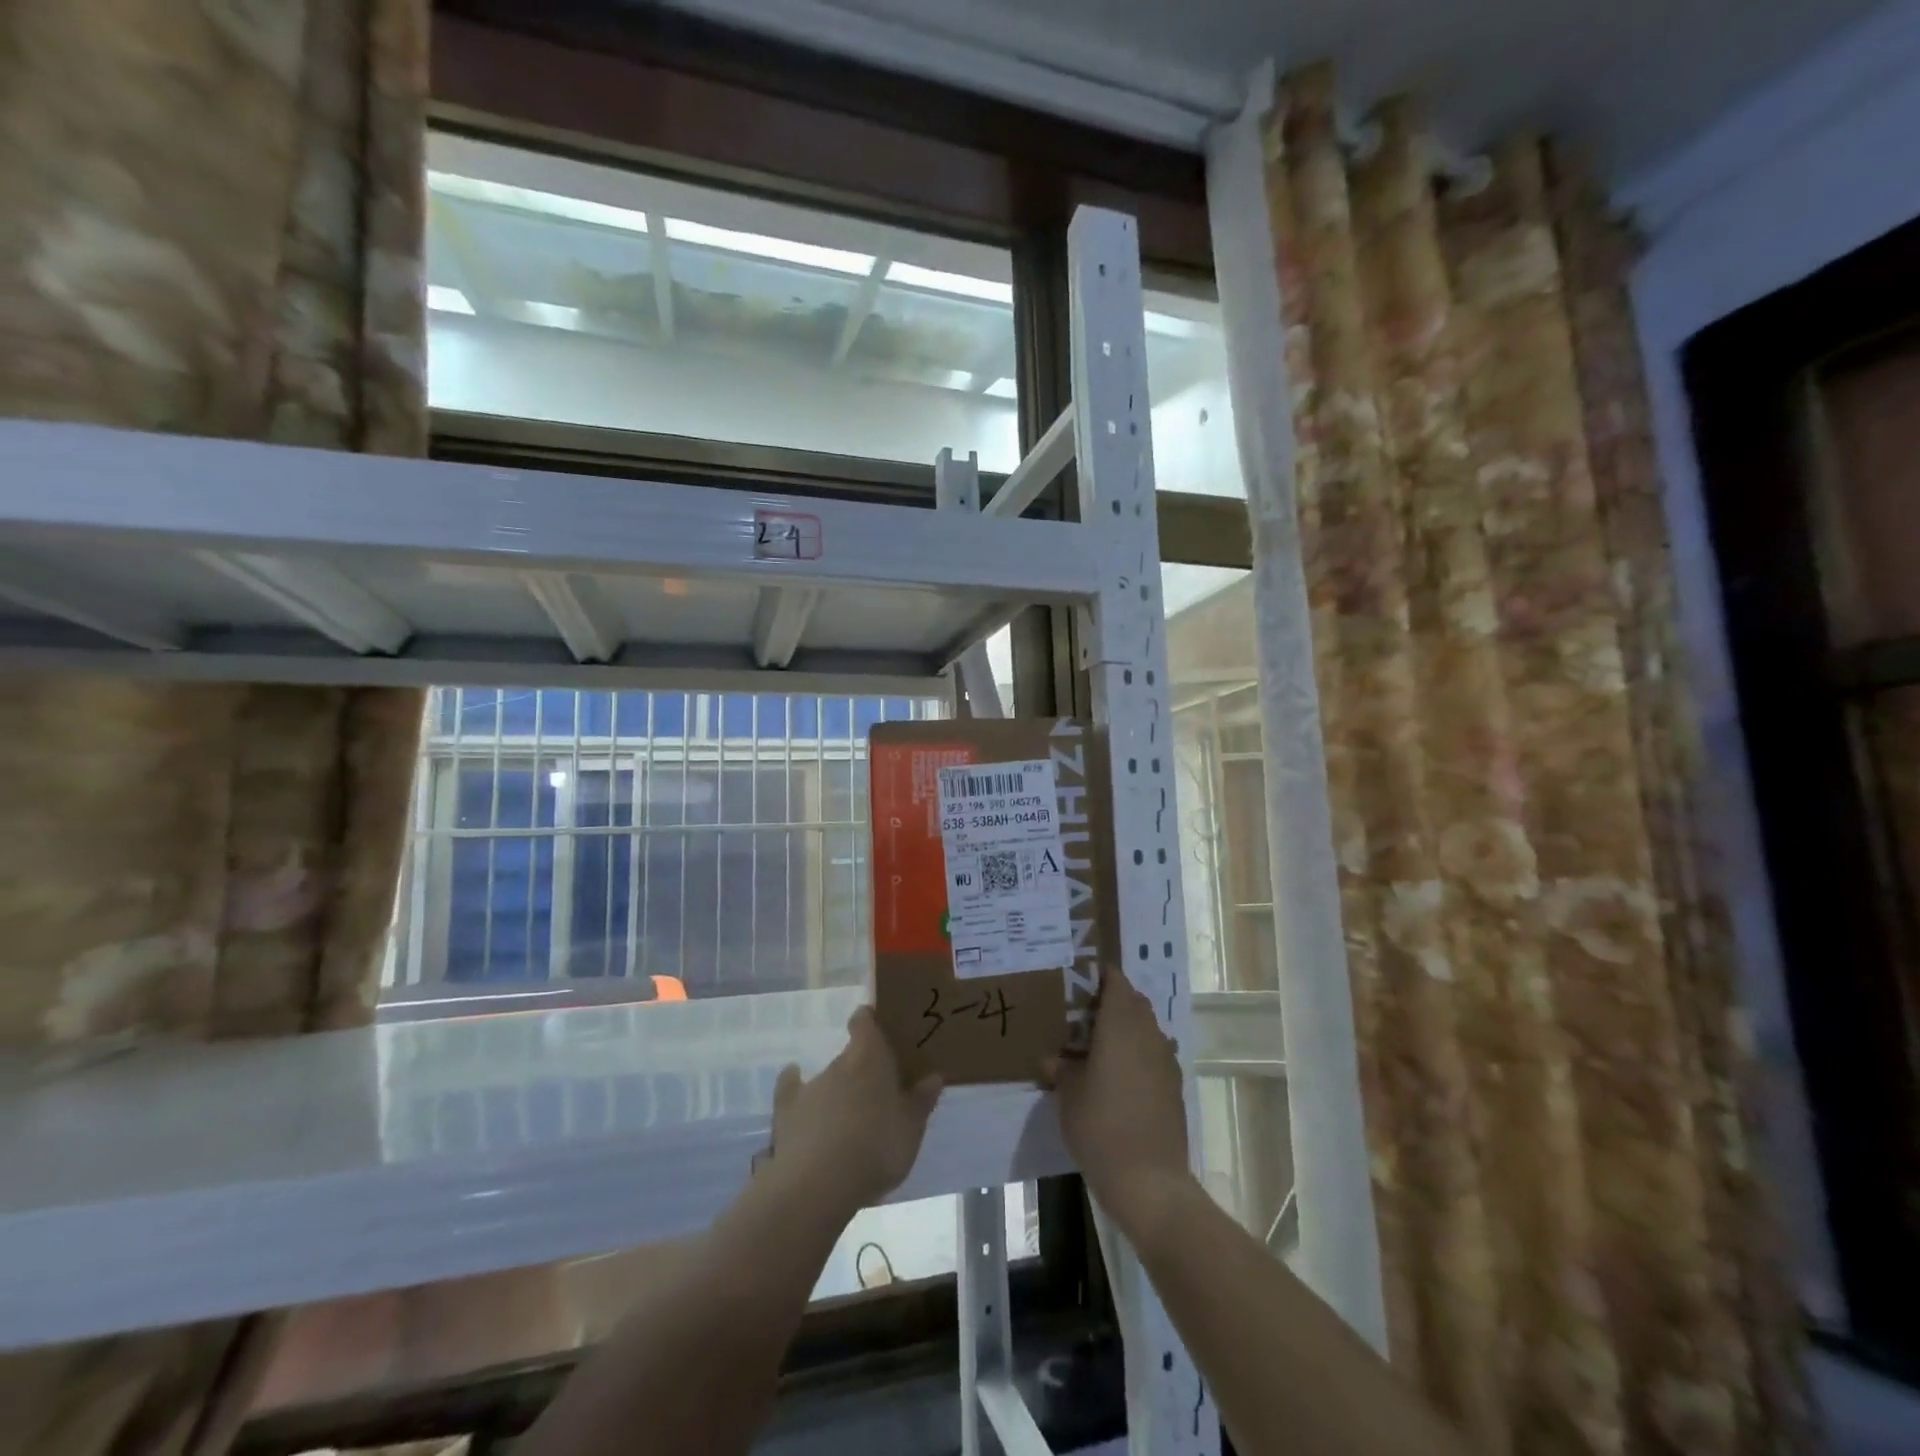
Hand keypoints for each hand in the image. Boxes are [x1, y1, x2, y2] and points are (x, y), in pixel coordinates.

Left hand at [757, 1006, 942, 1216]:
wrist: (819, 1184)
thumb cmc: (876, 1148)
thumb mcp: (911, 1129)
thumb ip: (921, 1101)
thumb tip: (934, 1076)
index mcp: (870, 1059)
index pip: (865, 1023)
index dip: (869, 1021)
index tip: (878, 1025)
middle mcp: (839, 1064)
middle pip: (851, 1056)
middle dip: (862, 1070)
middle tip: (877, 1092)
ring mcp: (810, 1087)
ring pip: (827, 1079)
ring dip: (837, 1092)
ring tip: (848, 1118)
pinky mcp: (786, 1112)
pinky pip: (790, 1091)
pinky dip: (794, 1089)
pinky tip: (799, 1098)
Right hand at [1043, 971, 1194, 1247]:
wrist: (1149, 1180)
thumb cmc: (1101, 1126)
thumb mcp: (1068, 1094)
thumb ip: (1061, 1068)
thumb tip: (1053, 1059)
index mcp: (1121, 1024)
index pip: (1115, 981)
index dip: (1098, 976)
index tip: (1077, 981)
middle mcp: (1148, 1033)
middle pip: (1132, 1002)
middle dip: (1109, 1002)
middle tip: (1079, 1015)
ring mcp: (1165, 1060)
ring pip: (1144, 1028)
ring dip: (1124, 1029)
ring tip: (1095, 1046)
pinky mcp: (1173, 1086)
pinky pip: (1152, 1054)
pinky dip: (1135, 1054)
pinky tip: (1115, 1077)